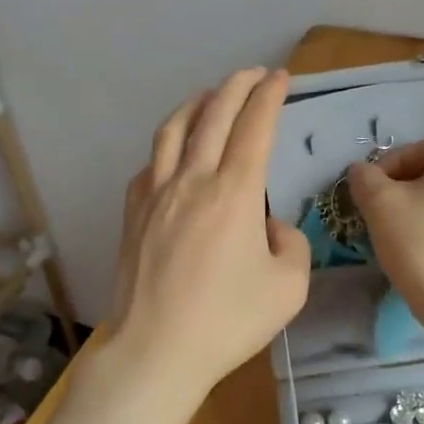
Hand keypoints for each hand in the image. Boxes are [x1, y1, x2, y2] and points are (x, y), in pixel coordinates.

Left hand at [101, 68, 310, 412]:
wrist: (155, 350)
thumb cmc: (227, 321)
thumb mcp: (288, 288)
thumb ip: (290, 244)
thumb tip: (267, 225)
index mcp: (234, 192)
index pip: (254, 126)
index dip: (269, 96)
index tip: (280, 77)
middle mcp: (193, 179)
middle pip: (214, 114)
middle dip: (237, 85)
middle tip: (253, 73)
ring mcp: (156, 193)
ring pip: (174, 129)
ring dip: (197, 103)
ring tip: (211, 95)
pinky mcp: (133, 212)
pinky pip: (152, 162)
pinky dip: (169, 144)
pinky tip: (175, 151)